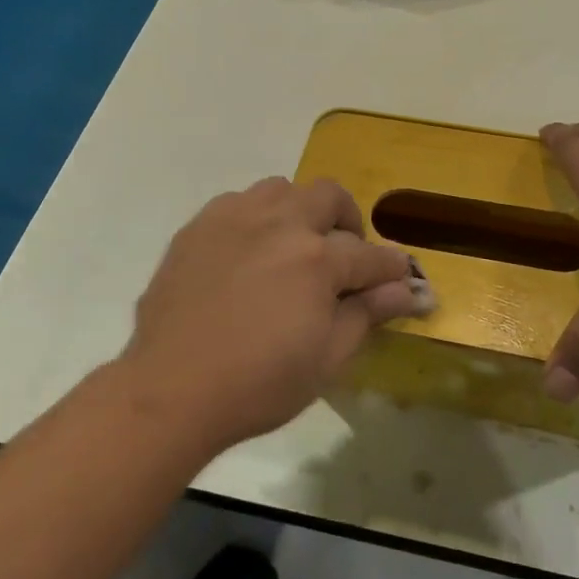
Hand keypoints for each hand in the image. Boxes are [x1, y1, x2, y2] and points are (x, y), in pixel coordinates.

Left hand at [121, 177, 430, 449]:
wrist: (172, 389)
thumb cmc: (258, 384)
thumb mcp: (327, 359)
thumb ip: (367, 314)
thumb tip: (406, 290)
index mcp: (317, 259)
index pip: (370, 255)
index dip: (392, 268)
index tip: (400, 278)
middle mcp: (281, 224)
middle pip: (330, 196)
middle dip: (348, 221)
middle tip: (344, 254)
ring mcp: (236, 218)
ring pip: (282, 189)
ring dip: (299, 211)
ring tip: (293, 246)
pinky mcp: (200, 224)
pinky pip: (239, 201)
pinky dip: (256, 218)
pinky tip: (249, 251)